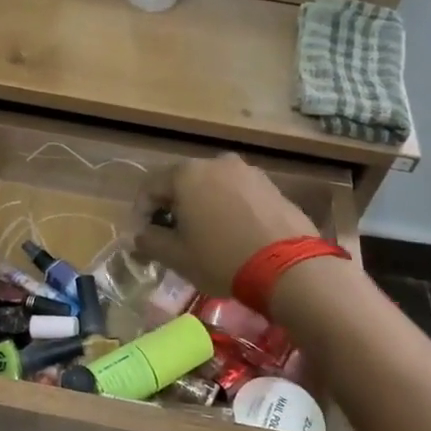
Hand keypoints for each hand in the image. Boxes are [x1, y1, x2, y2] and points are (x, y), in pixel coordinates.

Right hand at [134, 154, 316, 296]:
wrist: (290, 267)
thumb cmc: (222, 258)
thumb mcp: (177, 256)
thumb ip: (150, 241)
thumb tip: (140, 235)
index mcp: (187, 174)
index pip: (150, 187)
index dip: (141, 213)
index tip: (143, 238)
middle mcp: (216, 163)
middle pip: (182, 183)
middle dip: (173, 208)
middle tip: (172, 238)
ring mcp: (247, 172)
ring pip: (212, 187)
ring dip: (202, 207)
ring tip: (204, 237)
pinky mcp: (271, 186)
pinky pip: (238, 194)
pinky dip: (228, 209)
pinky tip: (232, 235)